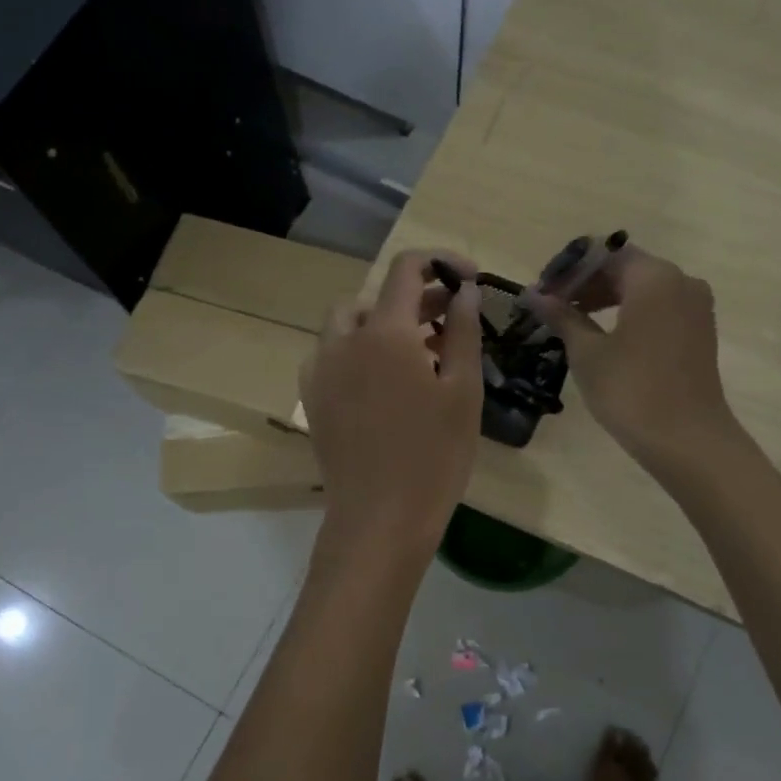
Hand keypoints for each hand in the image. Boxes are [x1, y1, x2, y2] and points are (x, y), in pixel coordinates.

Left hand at [301, 250, 483, 551]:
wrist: (380, 519)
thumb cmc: (435, 457)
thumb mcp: (463, 391)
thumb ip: (463, 330)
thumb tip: (466, 289)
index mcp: (385, 332)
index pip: (406, 268)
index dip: (440, 261)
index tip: (468, 278)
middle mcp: (344, 340)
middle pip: (377, 296)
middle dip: (416, 297)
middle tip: (450, 320)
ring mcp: (321, 369)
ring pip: (348, 322)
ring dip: (383, 322)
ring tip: (417, 351)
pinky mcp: (312, 396)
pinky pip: (332, 353)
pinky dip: (358, 349)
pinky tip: (383, 381)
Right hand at [536, 248, 736, 474]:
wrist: (687, 440)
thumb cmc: (631, 391)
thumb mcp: (588, 352)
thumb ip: (562, 316)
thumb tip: (533, 295)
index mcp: (654, 277)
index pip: (603, 255)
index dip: (568, 271)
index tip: (542, 293)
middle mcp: (681, 280)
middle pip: (625, 267)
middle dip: (586, 283)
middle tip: (551, 308)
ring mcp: (695, 306)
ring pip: (643, 287)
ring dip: (606, 298)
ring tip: (572, 322)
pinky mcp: (700, 330)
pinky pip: (659, 306)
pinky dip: (630, 312)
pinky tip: (605, 335)